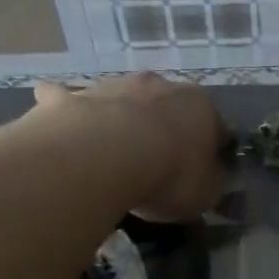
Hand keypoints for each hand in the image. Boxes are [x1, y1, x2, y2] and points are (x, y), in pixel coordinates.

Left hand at [33, 74, 225, 220]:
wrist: (105, 157)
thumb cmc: (169, 175)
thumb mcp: (207, 193)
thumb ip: (213, 180)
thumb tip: (213, 175)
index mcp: (201, 107)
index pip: (217, 128)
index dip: (213, 151)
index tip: (205, 173)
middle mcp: (160, 86)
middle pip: (168, 107)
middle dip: (167, 128)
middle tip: (160, 162)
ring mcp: (114, 86)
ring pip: (123, 100)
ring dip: (122, 119)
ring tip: (114, 153)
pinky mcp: (74, 97)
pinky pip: (69, 100)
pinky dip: (67, 107)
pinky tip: (62, 124)